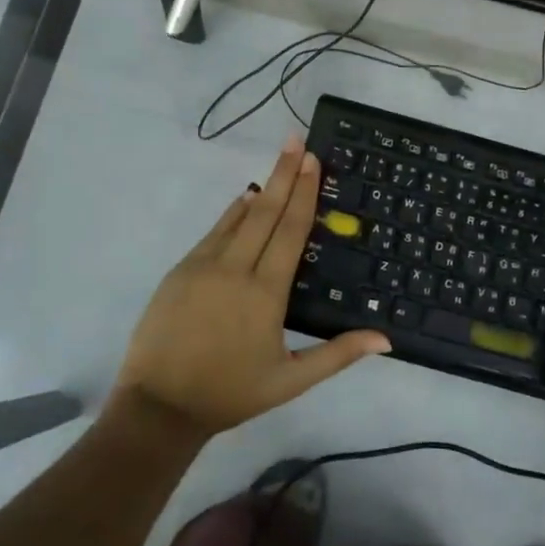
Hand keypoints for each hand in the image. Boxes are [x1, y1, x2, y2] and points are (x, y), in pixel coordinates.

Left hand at [114, 137, 391, 436]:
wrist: (159, 405)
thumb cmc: (230, 393)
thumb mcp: (291, 381)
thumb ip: (338, 355)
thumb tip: (386, 339)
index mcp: (265, 293)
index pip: (290, 231)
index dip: (304, 193)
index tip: (313, 160)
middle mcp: (235, 269)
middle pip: (265, 212)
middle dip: (284, 174)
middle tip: (296, 140)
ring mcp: (202, 266)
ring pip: (237, 218)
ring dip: (261, 188)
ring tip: (279, 162)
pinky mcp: (180, 270)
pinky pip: (213, 233)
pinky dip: (232, 214)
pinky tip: (244, 201)